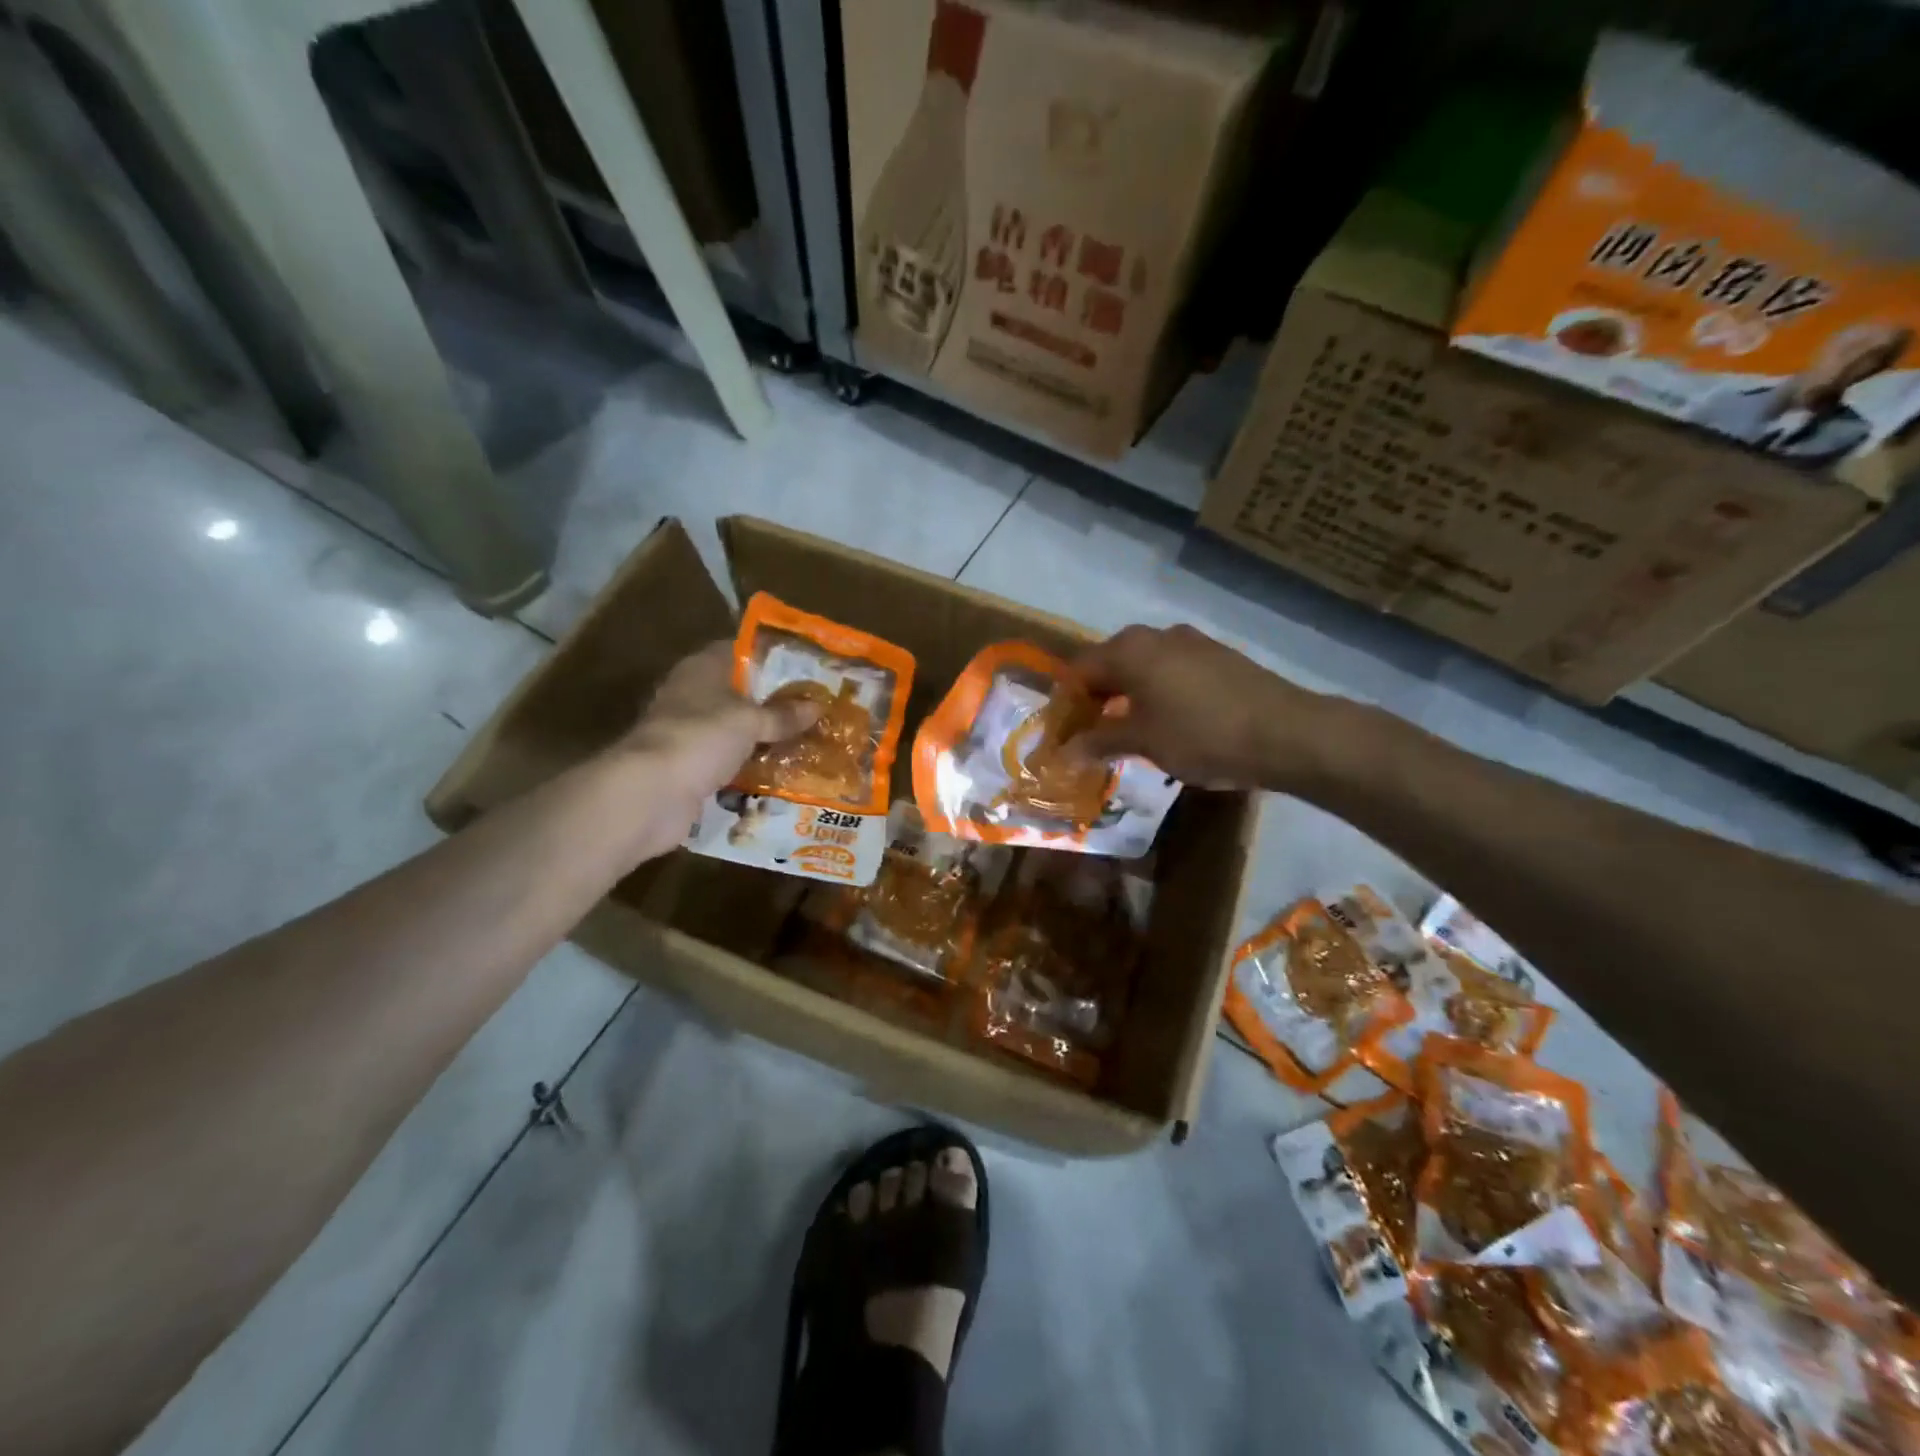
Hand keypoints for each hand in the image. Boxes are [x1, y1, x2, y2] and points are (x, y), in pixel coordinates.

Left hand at [617, 643, 821, 823]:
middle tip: (817, 707)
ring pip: (736, 729)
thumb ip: (783, 714)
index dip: (772, 656)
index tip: (807, 667)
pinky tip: (783, 772)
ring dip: (765, 738)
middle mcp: (693, 695)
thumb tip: (817, 706)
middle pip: (740, 692)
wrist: (651, 793)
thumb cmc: (701, 737)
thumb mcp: (750, 721)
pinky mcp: (690, 768)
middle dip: (775, 702)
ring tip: (809, 741)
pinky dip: (751, 767)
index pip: (740, 650)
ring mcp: (689, 733)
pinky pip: (730, 761)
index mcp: (702, 668)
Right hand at [1067, 624, 1341, 791]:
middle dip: (1097, 697)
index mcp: (1130, 650)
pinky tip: (1168, 721)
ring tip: (1129, 731)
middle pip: (1110, 663)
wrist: (1286, 732)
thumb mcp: (1144, 742)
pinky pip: (1172, 670)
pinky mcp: (1218, 656)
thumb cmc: (1201, 735)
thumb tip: (1065, 752)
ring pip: (1143, 666)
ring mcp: (1192, 642)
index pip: (1079, 669)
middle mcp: (1156, 635)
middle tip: (1092, 734)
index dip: (1066, 702)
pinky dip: (1158, 691)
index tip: (1064, 734)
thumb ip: (1100, 741)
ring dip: (1128, 694)